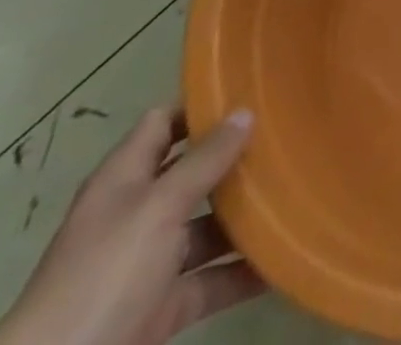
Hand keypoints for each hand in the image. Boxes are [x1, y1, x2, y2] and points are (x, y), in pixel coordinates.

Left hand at [0, 107, 264, 344]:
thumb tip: (244, 111)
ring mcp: (146, 264)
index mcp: (124, 179)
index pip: (164, 122)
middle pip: (191, 173)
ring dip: (245, 217)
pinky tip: (281, 257)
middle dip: (235, 160)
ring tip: (296, 192)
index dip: (202, 106)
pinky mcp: (158, 308)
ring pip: (205, 227)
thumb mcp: (158, 208)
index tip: (252, 92)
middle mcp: (135, 214)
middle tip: (287, 137)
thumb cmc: (104, 276)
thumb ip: (204, 160)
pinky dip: (241, 272)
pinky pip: (208, 280)